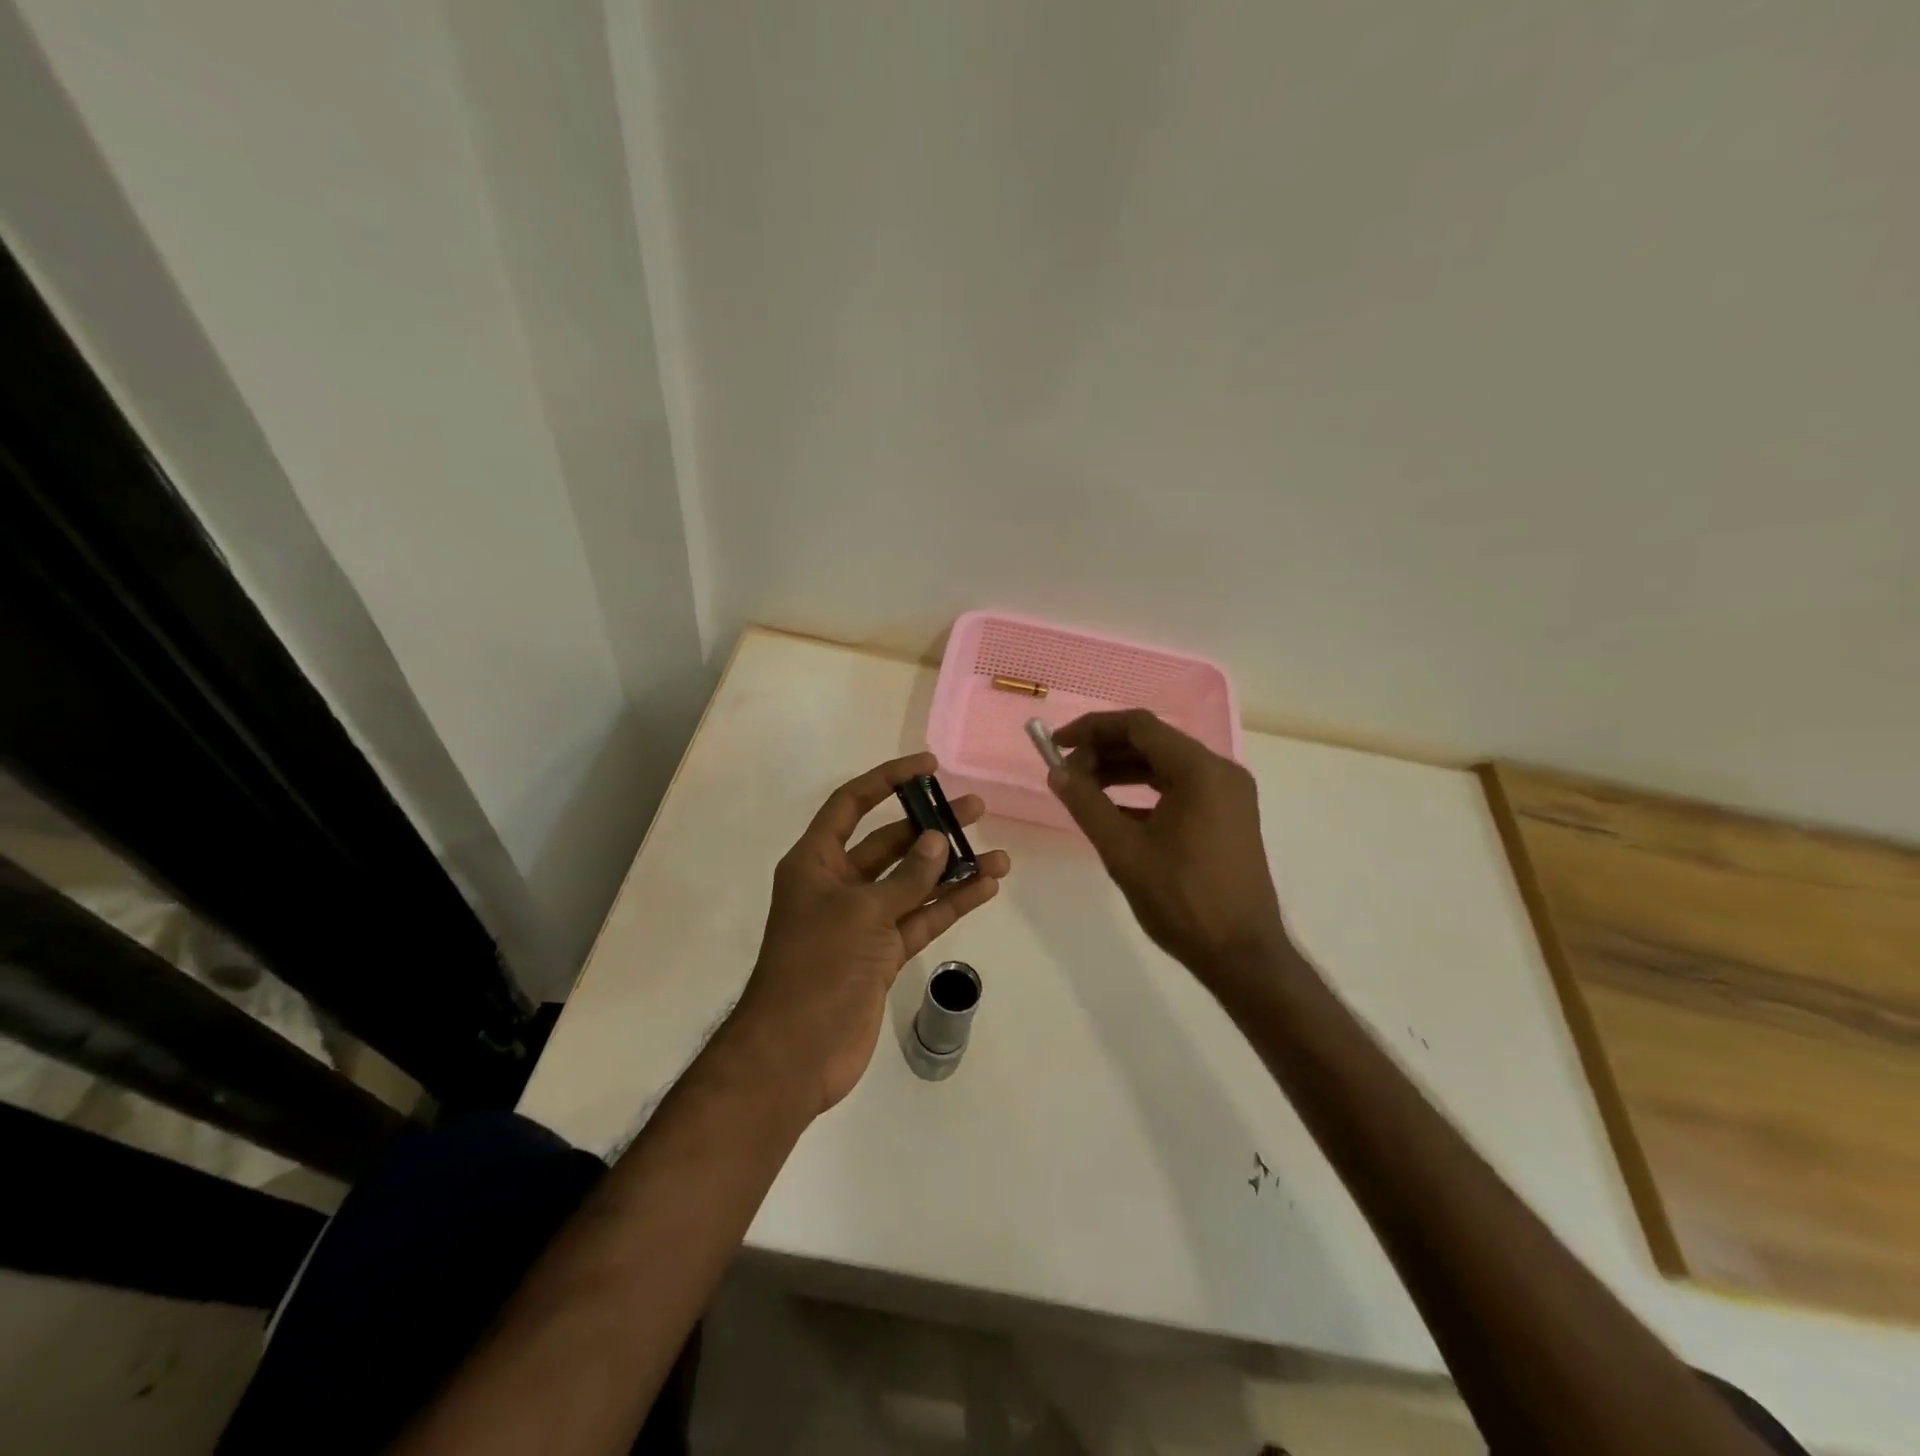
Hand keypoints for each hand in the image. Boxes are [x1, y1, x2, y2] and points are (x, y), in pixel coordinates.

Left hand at [737, 753, 1011, 1115]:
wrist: (797, 1053)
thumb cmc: (817, 967)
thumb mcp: (861, 913)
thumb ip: (906, 877)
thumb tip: (939, 840)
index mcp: (816, 862)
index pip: (852, 804)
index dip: (887, 780)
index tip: (928, 767)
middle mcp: (839, 885)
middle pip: (890, 843)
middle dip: (931, 826)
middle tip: (975, 809)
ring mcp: (863, 921)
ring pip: (913, 884)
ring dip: (952, 869)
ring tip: (997, 853)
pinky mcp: (882, 954)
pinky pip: (921, 919)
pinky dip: (950, 905)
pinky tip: (985, 887)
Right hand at [1047, 711, 1288, 988]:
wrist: (1242, 954)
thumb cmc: (1182, 900)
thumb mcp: (1124, 851)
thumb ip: (1087, 804)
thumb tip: (1057, 773)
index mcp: (1201, 771)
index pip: (1139, 726)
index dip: (1093, 729)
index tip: (1056, 744)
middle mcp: (1220, 772)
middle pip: (1153, 742)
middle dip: (1105, 751)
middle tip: (1066, 773)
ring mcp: (1228, 795)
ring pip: (1165, 765)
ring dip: (1122, 771)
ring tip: (1083, 789)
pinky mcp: (1227, 817)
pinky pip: (1179, 789)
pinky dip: (1144, 792)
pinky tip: (1113, 810)